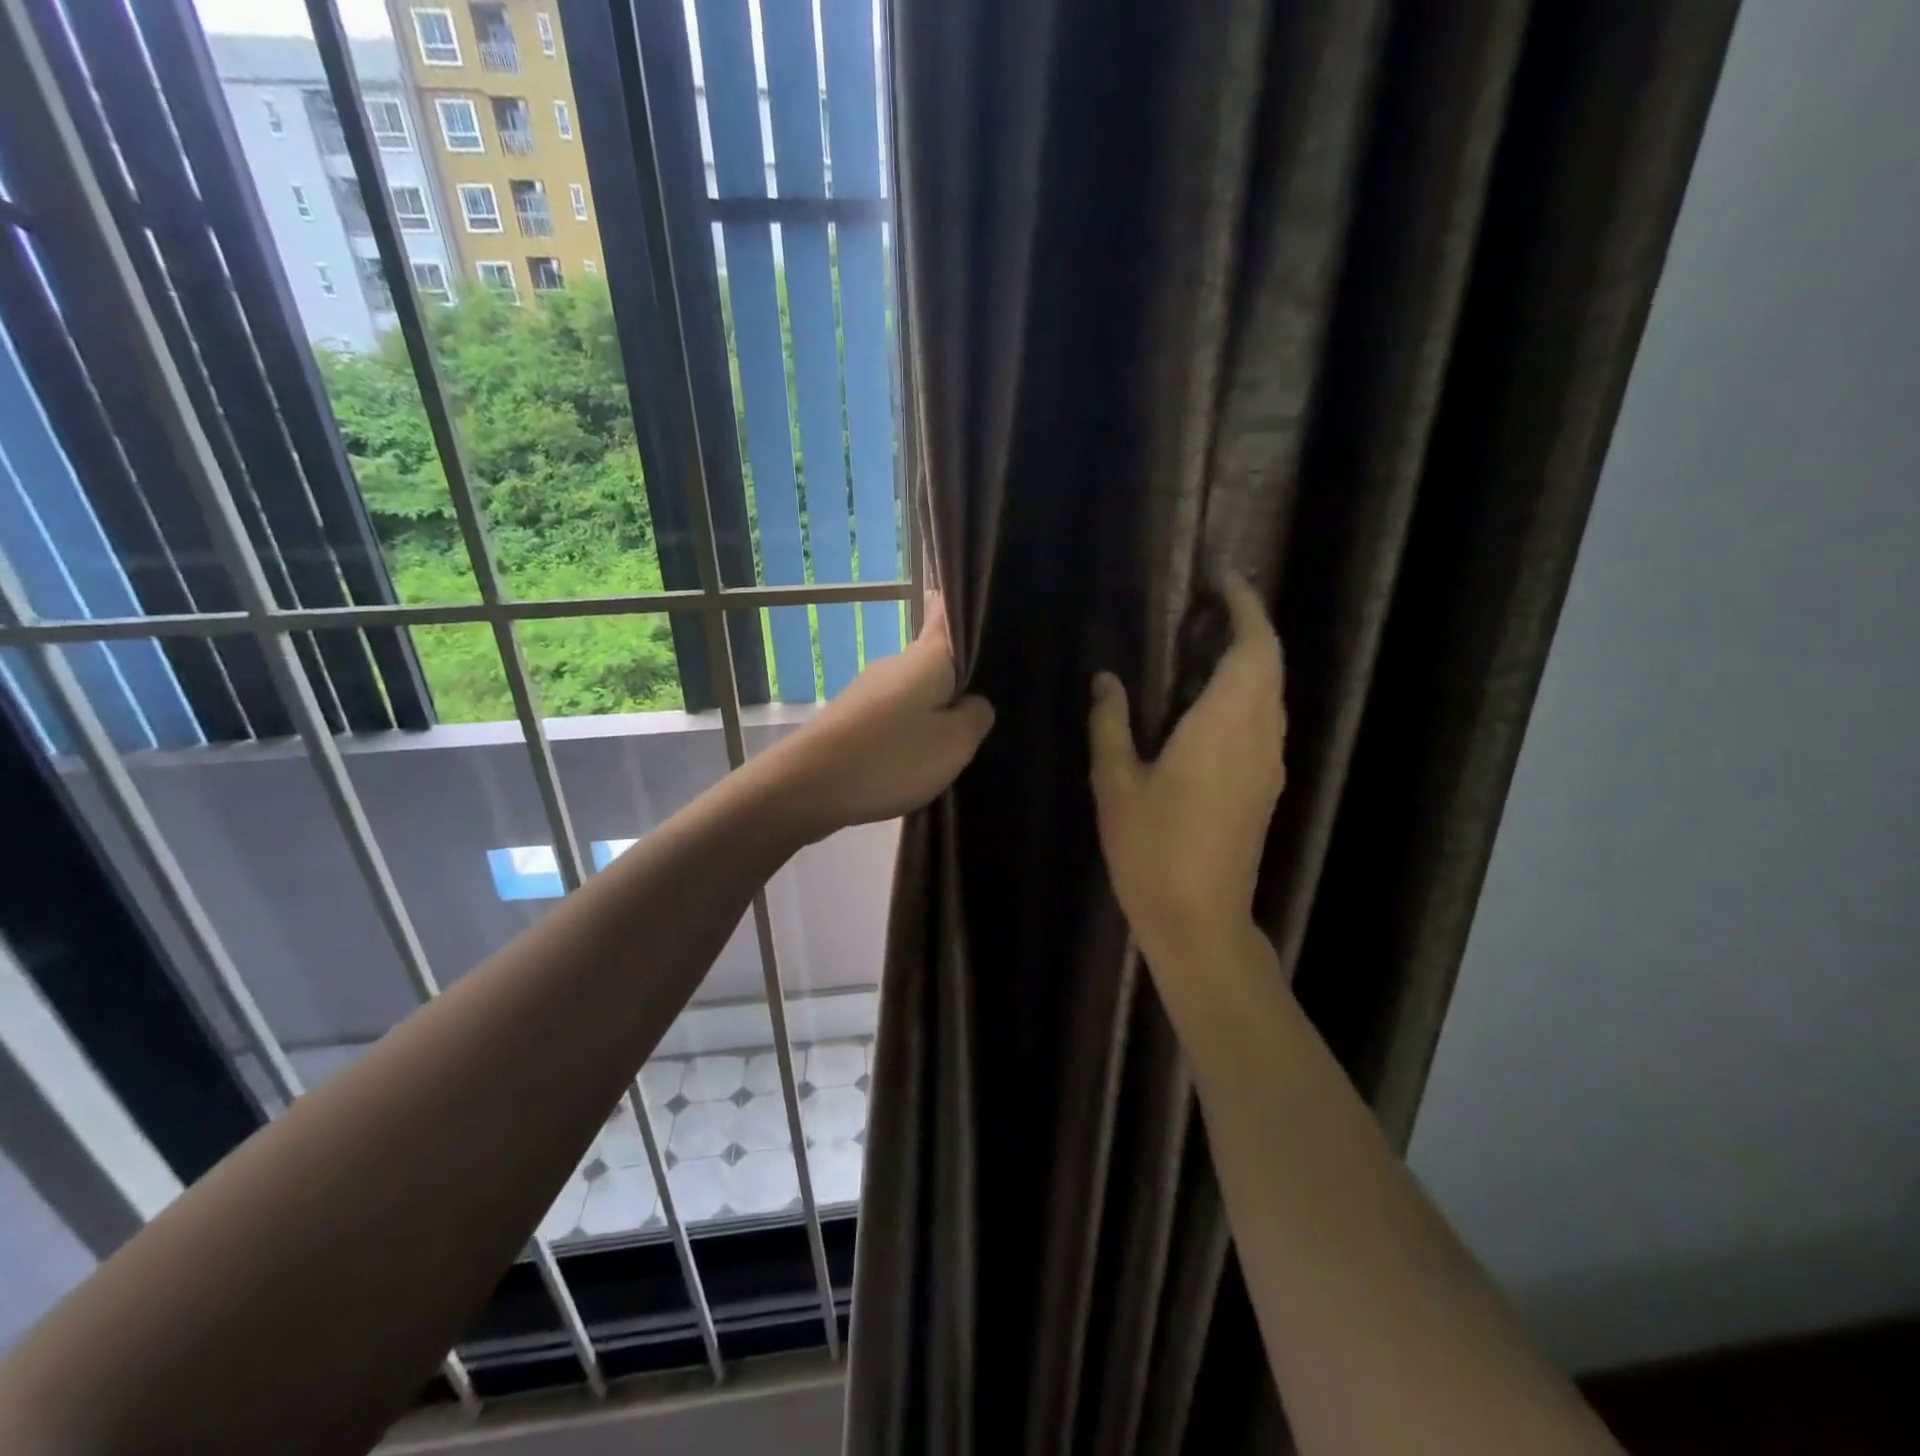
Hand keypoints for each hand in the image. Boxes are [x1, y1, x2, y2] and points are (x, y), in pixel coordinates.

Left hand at [759, 593, 994, 842]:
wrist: (807, 785)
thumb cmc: (891, 757)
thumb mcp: (955, 743)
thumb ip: (976, 716)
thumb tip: (975, 702)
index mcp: (927, 656)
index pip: (947, 612)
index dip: (966, 610)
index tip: (990, 621)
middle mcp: (896, 663)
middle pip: (935, 657)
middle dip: (961, 675)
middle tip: (992, 702)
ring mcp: (869, 690)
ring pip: (915, 690)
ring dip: (935, 707)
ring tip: (960, 738)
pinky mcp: (853, 718)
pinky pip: (894, 715)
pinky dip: (911, 729)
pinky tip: (921, 755)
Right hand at [1088, 574, 1285, 957]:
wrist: (1199, 919)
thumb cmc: (1152, 849)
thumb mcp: (1116, 783)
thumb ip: (1111, 724)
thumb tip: (1107, 680)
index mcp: (1224, 726)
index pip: (1255, 648)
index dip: (1246, 607)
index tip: (1222, 581)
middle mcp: (1259, 736)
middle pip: (1270, 664)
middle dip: (1248, 626)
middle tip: (1205, 608)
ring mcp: (1269, 764)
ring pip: (1272, 693)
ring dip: (1251, 660)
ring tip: (1204, 646)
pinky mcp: (1266, 787)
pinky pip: (1265, 720)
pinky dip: (1247, 693)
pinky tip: (1209, 703)